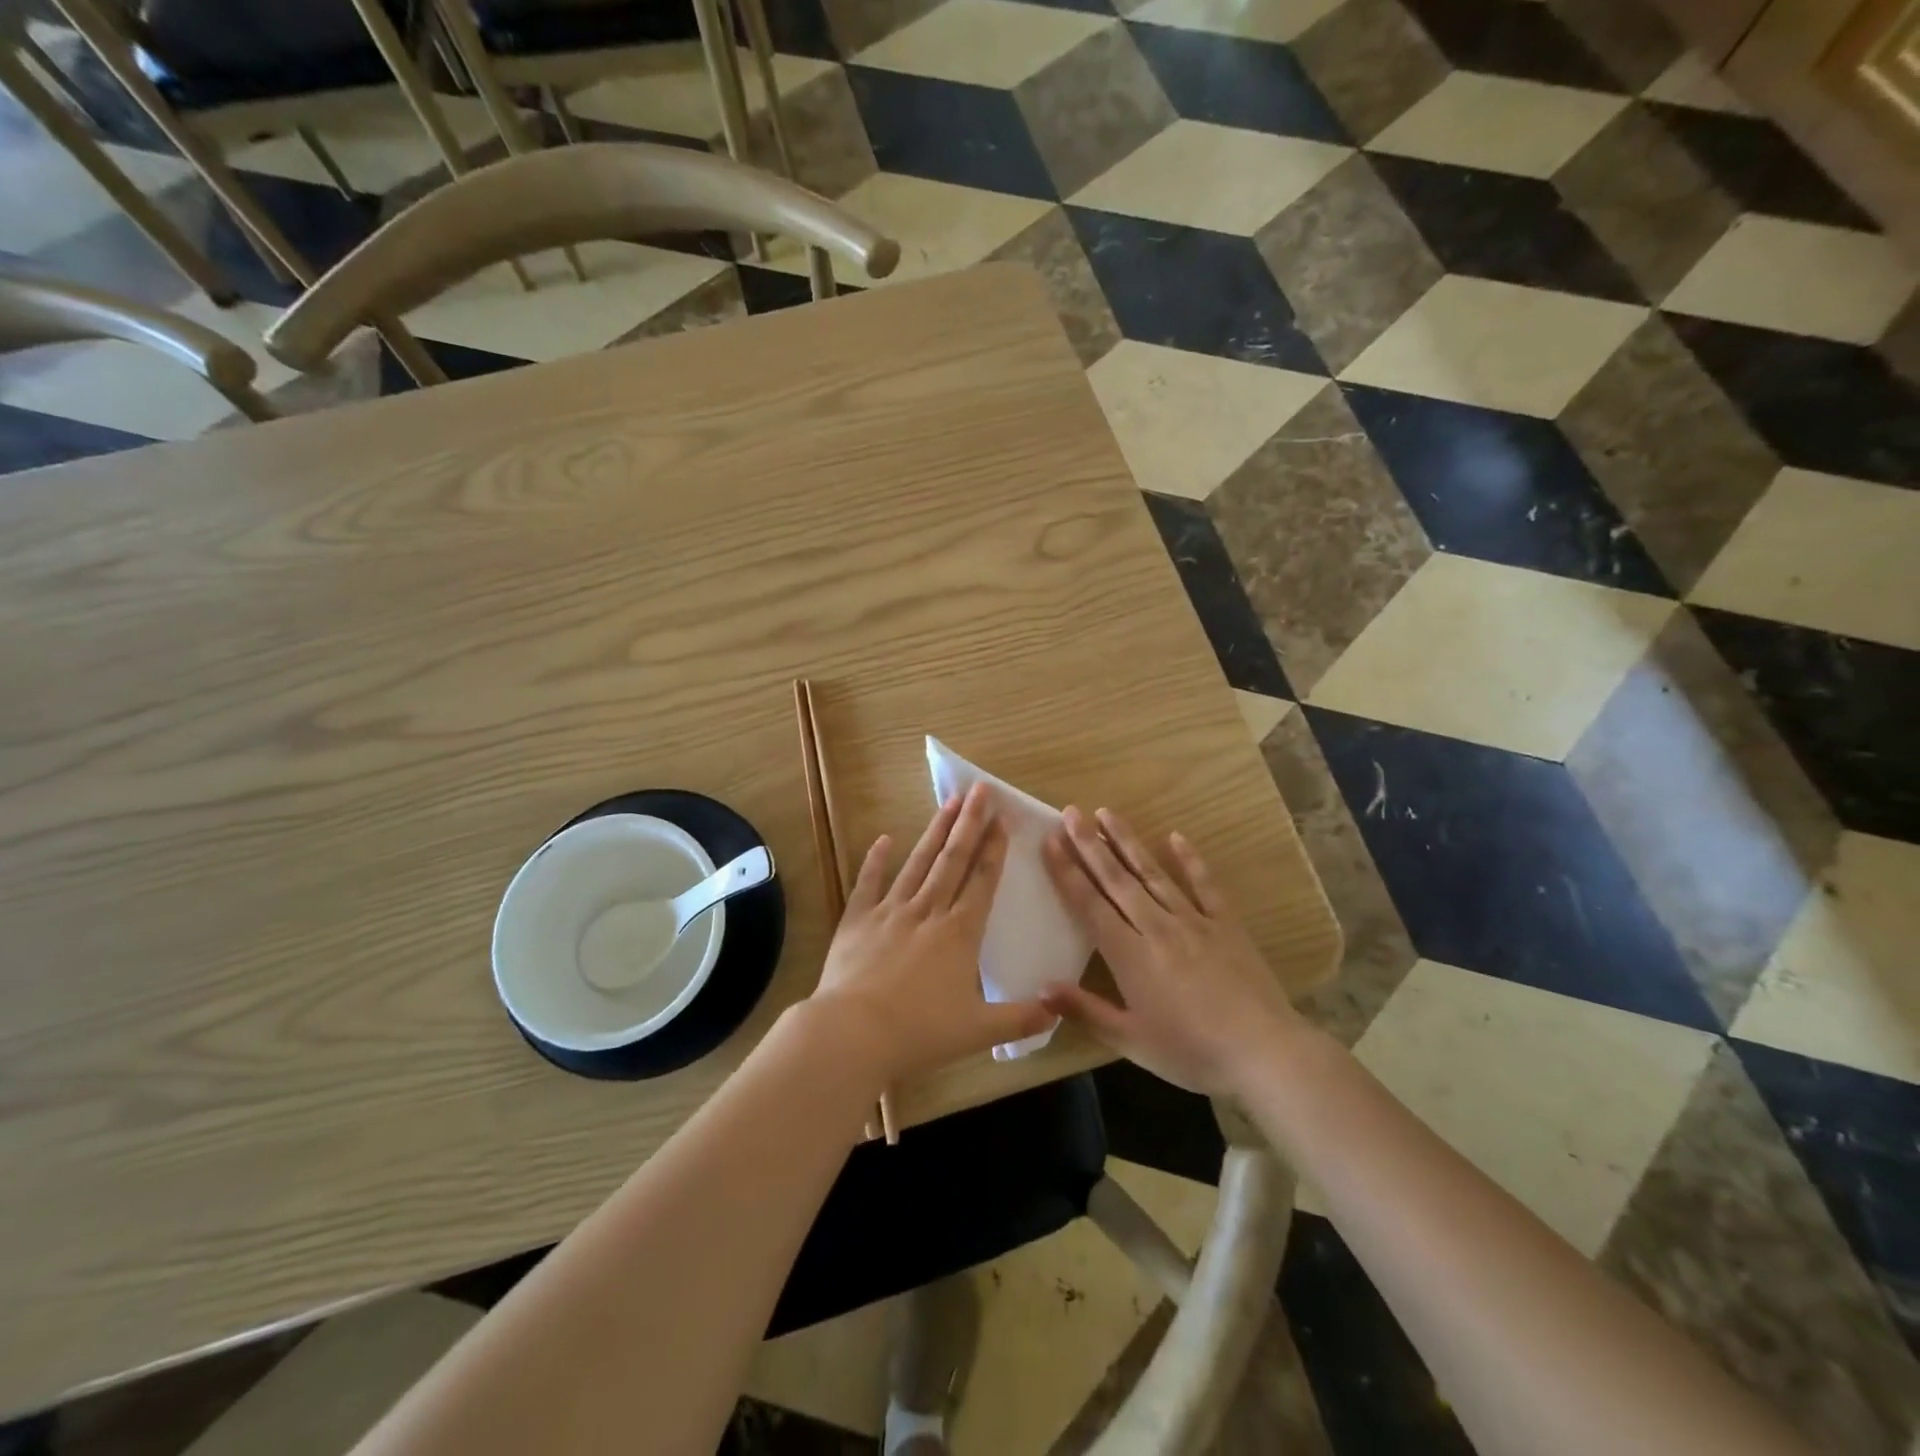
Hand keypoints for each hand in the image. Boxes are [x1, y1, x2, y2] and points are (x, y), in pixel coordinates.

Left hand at [811, 783, 1052, 1085]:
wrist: (853, 1034)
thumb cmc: (919, 1032)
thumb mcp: (978, 1031)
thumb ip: (1020, 1019)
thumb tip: (1058, 1010)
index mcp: (959, 934)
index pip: (982, 882)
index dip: (994, 850)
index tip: (1002, 819)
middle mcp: (928, 912)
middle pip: (953, 860)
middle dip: (969, 823)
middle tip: (980, 790)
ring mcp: (890, 912)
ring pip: (918, 863)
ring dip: (935, 832)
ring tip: (948, 802)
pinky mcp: (857, 921)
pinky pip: (868, 884)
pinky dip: (876, 861)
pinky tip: (884, 839)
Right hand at [1041, 807, 1301, 1096]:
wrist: (1264, 1052)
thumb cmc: (1190, 1051)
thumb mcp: (1130, 1041)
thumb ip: (1085, 1011)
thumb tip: (1040, 989)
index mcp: (1129, 954)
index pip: (1089, 904)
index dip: (1067, 872)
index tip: (1050, 841)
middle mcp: (1156, 926)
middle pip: (1117, 880)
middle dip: (1090, 845)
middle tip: (1070, 813)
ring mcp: (1194, 920)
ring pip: (1153, 873)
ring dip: (1128, 842)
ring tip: (1107, 813)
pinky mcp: (1226, 923)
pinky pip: (1205, 884)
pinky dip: (1190, 860)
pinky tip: (1176, 836)